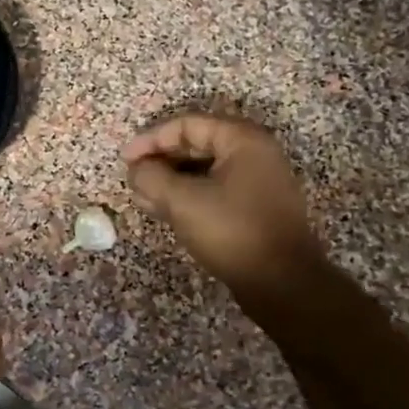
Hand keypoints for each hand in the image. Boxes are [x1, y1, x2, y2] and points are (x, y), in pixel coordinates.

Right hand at [122, 113, 324, 312]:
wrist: (283, 283)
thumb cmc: (233, 232)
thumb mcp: (183, 201)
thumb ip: (152, 178)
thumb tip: (136, 169)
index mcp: (243, 141)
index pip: (187, 125)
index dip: (151, 139)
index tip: (125, 160)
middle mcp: (254, 154)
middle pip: (197, 144)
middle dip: (160, 161)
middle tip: (133, 179)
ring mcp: (258, 182)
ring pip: (204, 170)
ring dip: (171, 181)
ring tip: (143, 198)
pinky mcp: (255, 208)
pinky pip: (215, 190)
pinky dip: (188, 196)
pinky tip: (165, 211)